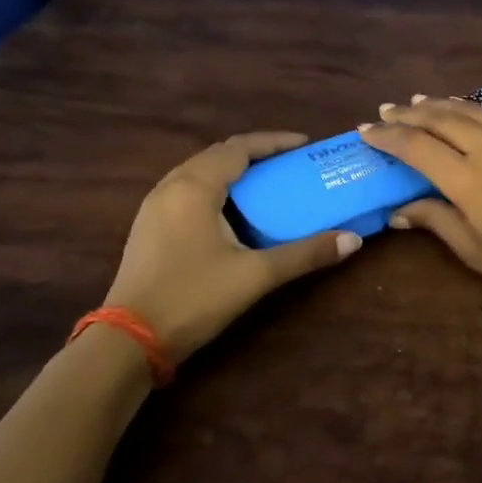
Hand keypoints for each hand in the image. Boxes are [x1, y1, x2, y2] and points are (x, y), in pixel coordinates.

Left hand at [104, 133, 361, 365]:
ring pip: (198, 172)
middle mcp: (170, 187)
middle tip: (289, 164)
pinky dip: (214, 188)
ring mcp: (154, 207)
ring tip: (266, 184)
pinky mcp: (148, 228)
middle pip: (217, 155)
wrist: (128, 340)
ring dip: (232, 171)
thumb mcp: (256, 275)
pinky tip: (231, 212)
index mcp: (195, 187)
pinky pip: (186, 190)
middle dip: (255, 154)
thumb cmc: (193, 298)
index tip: (304, 145)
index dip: (273, 142)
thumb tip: (353, 240)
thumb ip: (305, 254)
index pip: (238, 148)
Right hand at [362, 97, 481, 313]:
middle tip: (386, 111)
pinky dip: (473, 109)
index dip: (387, 137)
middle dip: (408, 114)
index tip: (366, 131)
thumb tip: (398, 210)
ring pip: (470, 110)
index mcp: (467, 179)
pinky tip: (465, 110)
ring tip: (417, 101)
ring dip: (439, 104)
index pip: (416, 147)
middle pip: (440, 119)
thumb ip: (435, 221)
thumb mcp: (473, 249)